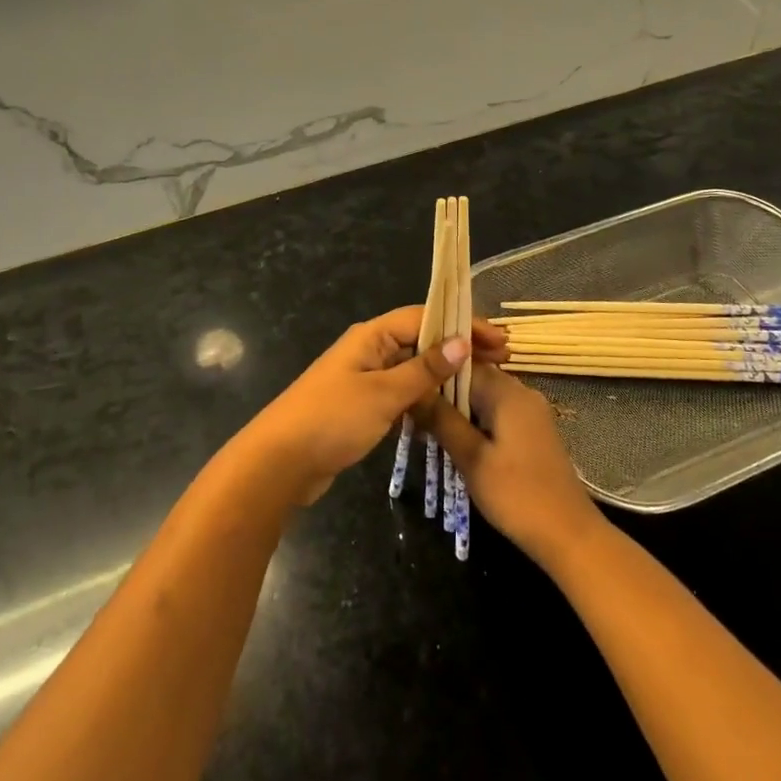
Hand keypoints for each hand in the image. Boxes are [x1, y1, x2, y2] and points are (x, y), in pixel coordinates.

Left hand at [241, 306, 508, 506]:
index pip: (424, 317)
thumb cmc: (332, 419)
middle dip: (458, 348)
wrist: (280, 463)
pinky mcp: (362, 406)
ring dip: (445, 373)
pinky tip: (450, 410)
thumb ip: (423, 370)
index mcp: (371, 336)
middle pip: (420, 340)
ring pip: (413, 368)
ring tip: (483, 383)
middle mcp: (368, 350)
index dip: (461, 325)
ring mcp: (364, 379)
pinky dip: (426, 396)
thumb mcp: (383, 393)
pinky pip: (402, 392)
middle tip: (500, 360)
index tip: (497, 340)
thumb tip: (460, 342)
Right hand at [414, 364, 603, 565]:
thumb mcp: (471, 458)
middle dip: (443, 395)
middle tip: (412, 414)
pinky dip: (475, 424)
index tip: (407, 388)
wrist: (569, 536)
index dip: (433, 374)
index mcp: (507, 391)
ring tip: (426, 429)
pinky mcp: (532, 433)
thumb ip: (441, 420)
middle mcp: (521, 393)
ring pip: (484, 400)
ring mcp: (530, 414)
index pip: (462, 364)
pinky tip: (456, 444)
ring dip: (457, 412)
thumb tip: (413, 389)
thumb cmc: (517, 494)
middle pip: (473, 380)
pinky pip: (496, 416)